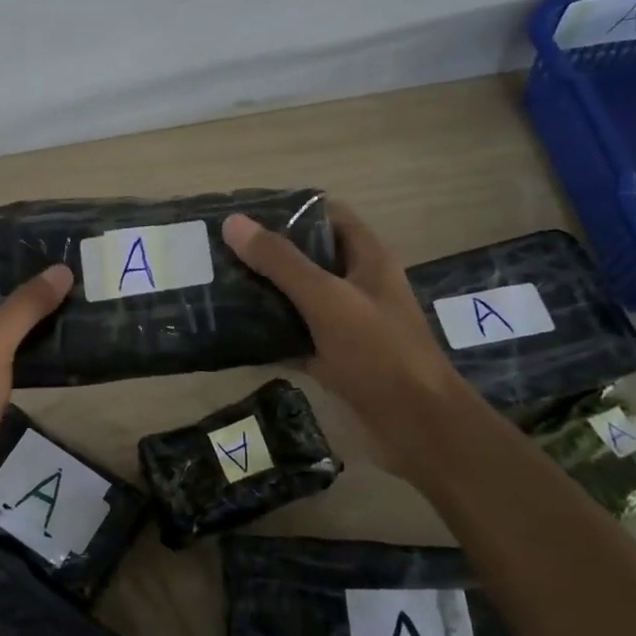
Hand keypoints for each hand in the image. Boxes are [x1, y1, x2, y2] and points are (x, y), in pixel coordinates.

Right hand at [223, 203, 463, 432]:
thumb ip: (281, 262)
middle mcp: (358, 285)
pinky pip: (297, 336)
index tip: (243, 214)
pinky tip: (234, 333)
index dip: (288, 210)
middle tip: (219, 251)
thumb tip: (233, 223)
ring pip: (300, 298)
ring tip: (218, 285)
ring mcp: (347, 323)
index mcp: (367, 258)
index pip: (327, 216)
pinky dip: (271, 334)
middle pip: (309, 257)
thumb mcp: (326, 299)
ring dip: (265, 293)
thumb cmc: (378, 351)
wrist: (416, 425)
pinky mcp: (336, 357)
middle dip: (267, 253)